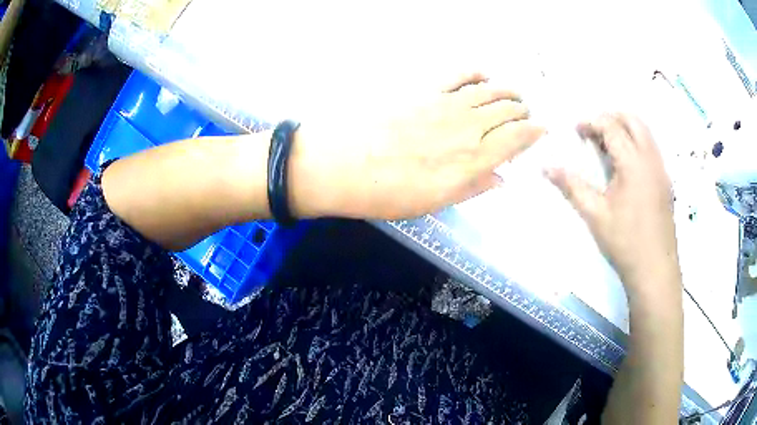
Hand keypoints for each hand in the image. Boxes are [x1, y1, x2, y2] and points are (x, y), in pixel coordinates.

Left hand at [290, 73, 545, 218]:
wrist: (341, 165)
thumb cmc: (387, 194)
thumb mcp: (434, 202)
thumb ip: (472, 187)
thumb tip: (501, 178)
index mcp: (473, 160)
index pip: (517, 139)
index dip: (534, 133)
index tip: (542, 131)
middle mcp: (467, 127)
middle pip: (507, 111)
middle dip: (523, 112)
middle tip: (526, 116)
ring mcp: (445, 104)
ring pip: (489, 91)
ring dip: (507, 92)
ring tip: (515, 95)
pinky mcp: (424, 90)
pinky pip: (458, 75)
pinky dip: (475, 73)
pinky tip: (483, 74)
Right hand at [545, 113, 679, 294]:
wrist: (655, 270)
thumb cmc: (625, 242)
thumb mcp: (595, 215)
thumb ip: (572, 186)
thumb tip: (546, 167)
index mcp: (633, 163)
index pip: (612, 126)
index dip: (591, 122)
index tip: (576, 130)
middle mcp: (651, 158)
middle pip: (633, 120)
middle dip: (611, 117)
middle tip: (593, 131)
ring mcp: (661, 169)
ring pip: (645, 132)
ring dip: (625, 129)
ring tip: (607, 146)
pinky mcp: (665, 181)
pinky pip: (651, 148)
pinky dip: (636, 143)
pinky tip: (625, 166)